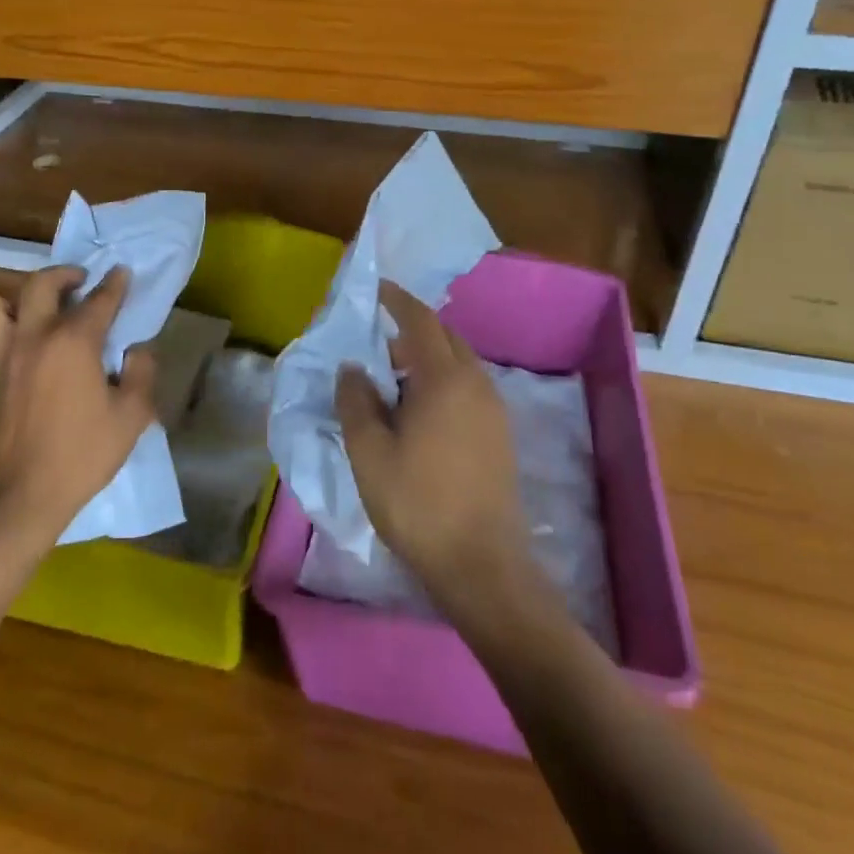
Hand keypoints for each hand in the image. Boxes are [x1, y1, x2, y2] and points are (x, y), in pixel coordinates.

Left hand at [0, 266, 157, 543]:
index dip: (115, 284)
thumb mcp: (132, 415)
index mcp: (73, 342)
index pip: (98, 299)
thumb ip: (141, 372)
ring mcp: (3, 355)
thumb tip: (137, 350)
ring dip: (21, 298)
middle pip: (41, 284)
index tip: (122, 272)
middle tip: (81, 281)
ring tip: (42, 311)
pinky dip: (8, 329)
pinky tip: (28, 348)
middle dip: (64, 274)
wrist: (24, 496)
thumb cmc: (84, 454)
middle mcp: (34, 336)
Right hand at [337, 282, 535, 621]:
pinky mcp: (500, 433)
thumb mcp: (369, 452)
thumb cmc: (418, 503)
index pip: (420, 321)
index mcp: (444, 378)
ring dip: (427, 357)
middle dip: (412, 328)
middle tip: (377, 339)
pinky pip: (468, 387)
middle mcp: (476, 382)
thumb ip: (356, 401)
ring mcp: (493, 408)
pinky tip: (420, 409)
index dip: (397, 300)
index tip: (376, 289)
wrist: (481, 564)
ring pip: (459, 363)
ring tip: (394, 376)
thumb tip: (353, 367)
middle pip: (444, 337)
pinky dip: (442, 380)